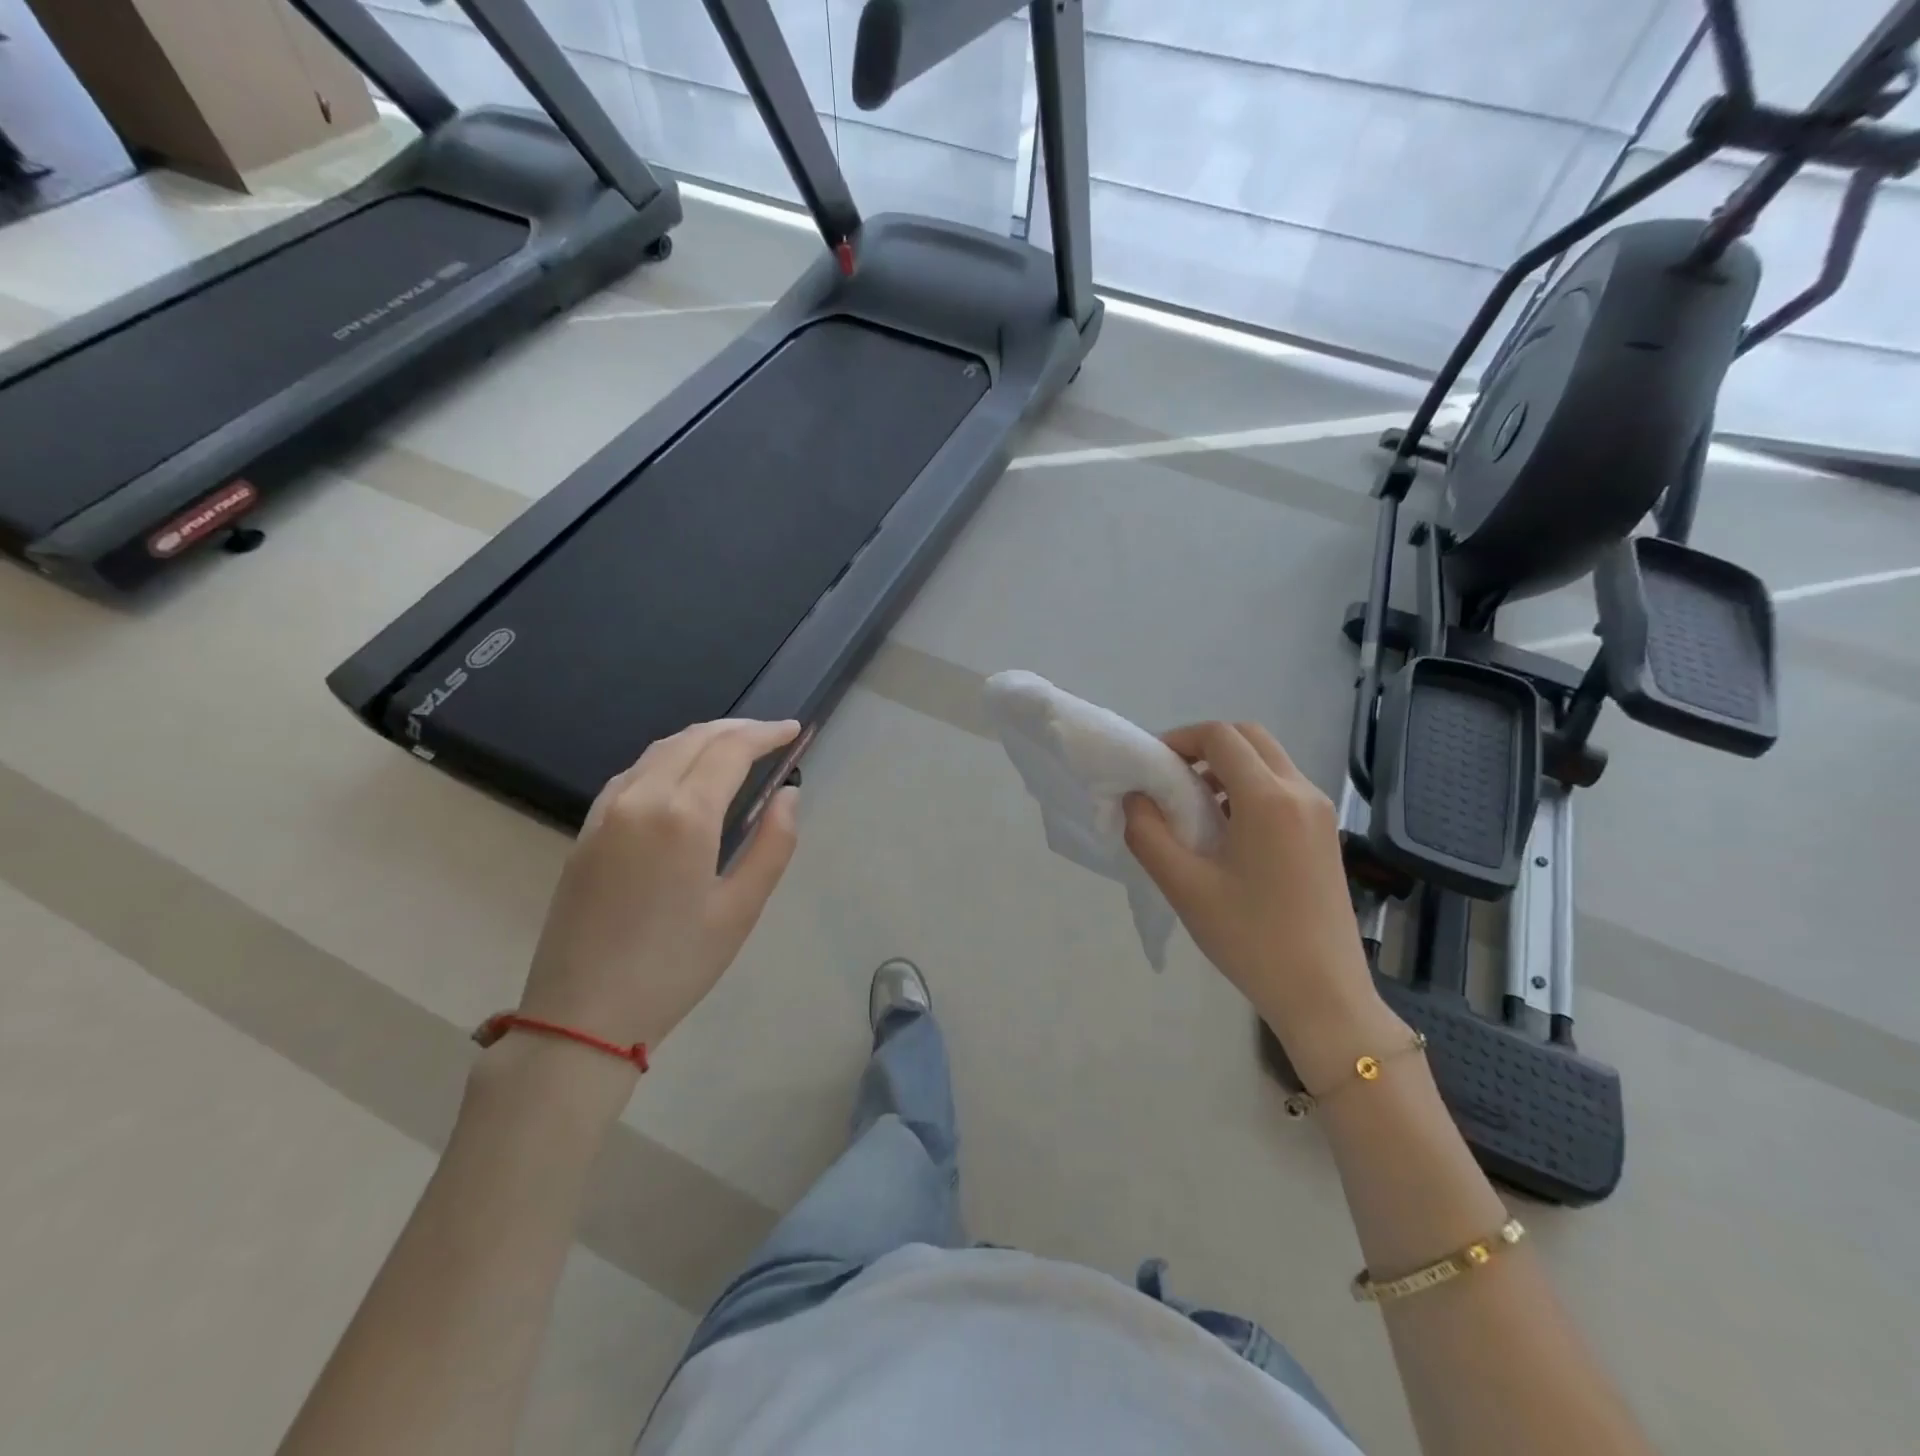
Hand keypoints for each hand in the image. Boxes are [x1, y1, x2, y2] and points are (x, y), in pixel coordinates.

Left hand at [518, 719, 802, 1057]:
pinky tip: (683, 774)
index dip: (765, 734)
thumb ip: (772, 844)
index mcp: (684, 815)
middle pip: (694, 739)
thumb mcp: (740, 910)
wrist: (581, 1016)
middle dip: (737, 729)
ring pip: (660, 750)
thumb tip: (788, 794)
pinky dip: (668, 757)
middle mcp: (642, 798)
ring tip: (735, 747)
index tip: (793, 730)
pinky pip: (634, 772)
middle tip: (772, 735)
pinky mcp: (588, 829)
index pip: (730, 750)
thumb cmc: (674, 967)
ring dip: (702, 738)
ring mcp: (607, 811)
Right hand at [1124, 721, 1377, 1043]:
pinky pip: (1284, 788)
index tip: (1152, 767)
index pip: (1220, 736)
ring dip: (1229, 767)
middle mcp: (1301, 793)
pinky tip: (1228, 832)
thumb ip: (1148, 833)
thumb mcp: (1184, 887)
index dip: (1179, 739)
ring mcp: (1321, 813)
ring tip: (1195, 809)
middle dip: (1206, 746)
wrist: (1324, 995)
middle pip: (1250, 737)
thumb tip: (1135, 798)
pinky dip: (1250, 788)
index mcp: (1269, 799)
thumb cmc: (1250, 939)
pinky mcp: (1326, 834)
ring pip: (1270, 761)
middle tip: (1172, 779)